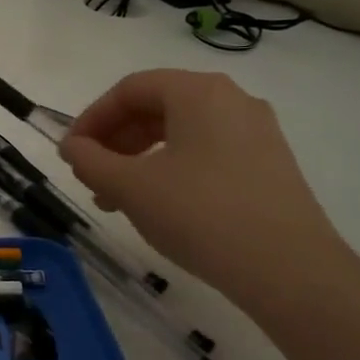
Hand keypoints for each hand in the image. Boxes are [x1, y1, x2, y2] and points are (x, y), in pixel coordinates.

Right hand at [60, 69, 352, 310]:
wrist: (290, 271)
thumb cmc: (200, 214)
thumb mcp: (129, 186)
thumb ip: (89, 160)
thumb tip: (70, 146)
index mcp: (198, 92)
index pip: (130, 89)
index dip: (91, 118)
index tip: (70, 152)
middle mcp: (232, 100)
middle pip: (156, 107)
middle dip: (114, 140)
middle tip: (89, 175)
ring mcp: (256, 133)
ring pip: (179, 133)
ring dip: (137, 159)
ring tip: (115, 198)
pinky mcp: (268, 165)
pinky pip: (205, 153)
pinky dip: (170, 169)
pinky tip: (156, 206)